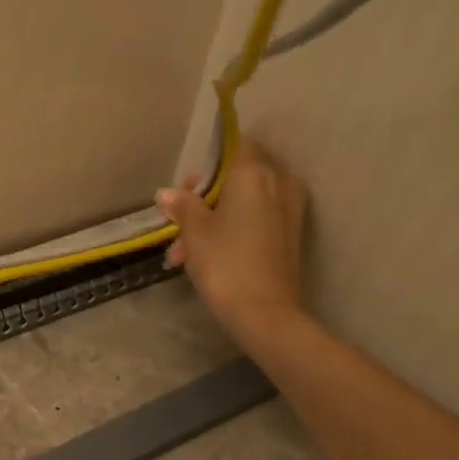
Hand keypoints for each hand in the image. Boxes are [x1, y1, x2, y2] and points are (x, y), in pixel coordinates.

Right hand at [156, 143, 308, 348]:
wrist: (265, 314)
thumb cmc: (225, 263)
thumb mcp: (195, 231)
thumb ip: (183, 206)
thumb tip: (167, 193)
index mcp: (255, 173)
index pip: (235, 145)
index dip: (208, 163)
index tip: (187, 187)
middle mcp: (279, 183)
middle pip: (238, 176)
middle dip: (207, 197)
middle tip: (179, 222)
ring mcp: (289, 211)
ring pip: (245, 202)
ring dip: (215, 220)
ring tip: (183, 253)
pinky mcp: (290, 236)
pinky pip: (257, 220)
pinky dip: (233, 231)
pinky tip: (205, 258)